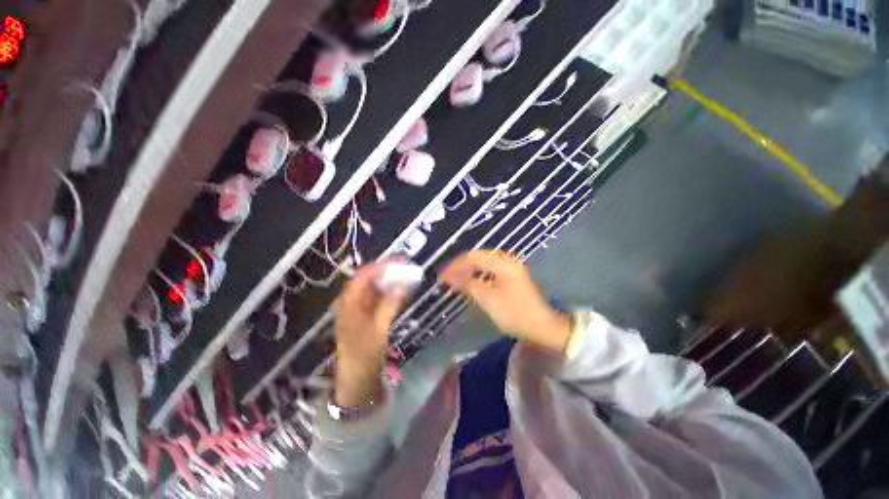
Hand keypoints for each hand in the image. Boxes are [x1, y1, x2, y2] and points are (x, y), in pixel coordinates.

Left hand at [333, 263, 405, 405]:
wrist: (355, 377)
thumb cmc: (364, 353)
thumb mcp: (379, 328)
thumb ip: (390, 304)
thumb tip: (402, 285)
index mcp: (349, 302)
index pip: (364, 275)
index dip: (381, 266)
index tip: (400, 262)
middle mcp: (349, 301)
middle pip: (367, 279)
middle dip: (386, 272)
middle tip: (405, 268)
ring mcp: (355, 308)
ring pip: (371, 288)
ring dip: (387, 282)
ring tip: (404, 277)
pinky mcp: (361, 315)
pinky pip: (374, 298)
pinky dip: (385, 293)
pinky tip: (397, 292)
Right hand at [440, 250, 571, 353]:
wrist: (542, 327)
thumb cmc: (514, 313)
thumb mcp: (488, 299)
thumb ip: (468, 284)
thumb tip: (450, 277)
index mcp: (503, 263)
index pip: (472, 256)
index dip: (455, 265)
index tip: (442, 276)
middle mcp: (506, 260)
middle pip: (477, 258)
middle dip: (460, 267)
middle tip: (446, 278)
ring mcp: (510, 268)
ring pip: (483, 264)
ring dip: (468, 271)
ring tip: (454, 280)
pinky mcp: (511, 276)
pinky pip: (489, 271)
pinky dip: (477, 276)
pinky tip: (470, 283)